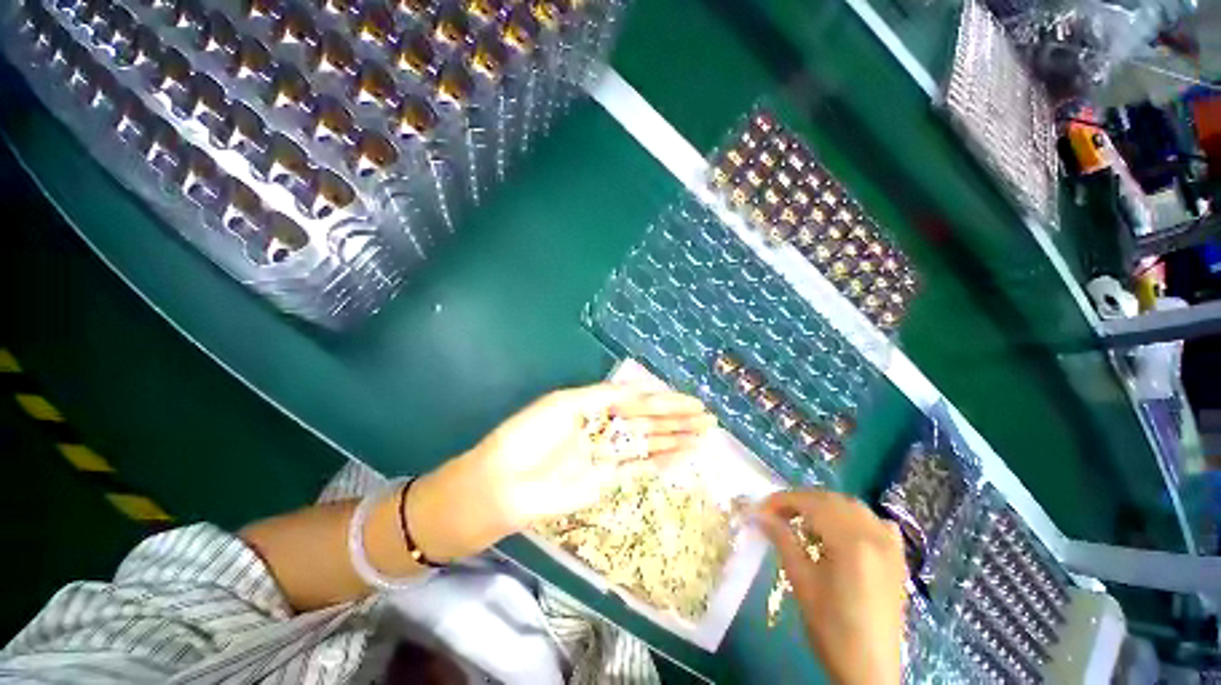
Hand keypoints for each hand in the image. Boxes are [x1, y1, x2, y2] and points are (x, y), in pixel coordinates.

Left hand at [411, 383, 715, 558]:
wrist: (501, 485)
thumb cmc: (528, 436)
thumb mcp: (564, 404)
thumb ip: (603, 397)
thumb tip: (637, 390)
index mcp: (593, 407)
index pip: (637, 401)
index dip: (664, 400)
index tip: (689, 400)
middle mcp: (604, 430)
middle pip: (648, 422)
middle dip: (677, 419)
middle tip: (707, 417)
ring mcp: (607, 456)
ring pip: (649, 444)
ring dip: (676, 439)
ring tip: (704, 434)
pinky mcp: (607, 482)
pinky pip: (640, 468)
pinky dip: (663, 462)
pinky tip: (683, 455)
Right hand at [755, 490, 907, 684]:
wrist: (870, 668)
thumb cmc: (831, 628)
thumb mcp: (801, 582)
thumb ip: (782, 540)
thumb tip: (759, 514)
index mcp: (850, 542)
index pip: (811, 504)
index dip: (783, 500)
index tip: (761, 508)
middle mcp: (873, 535)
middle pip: (832, 500)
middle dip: (801, 501)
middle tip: (777, 514)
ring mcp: (890, 545)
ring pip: (854, 507)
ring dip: (825, 506)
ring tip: (805, 521)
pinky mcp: (898, 558)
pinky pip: (876, 522)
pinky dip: (855, 518)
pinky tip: (843, 531)